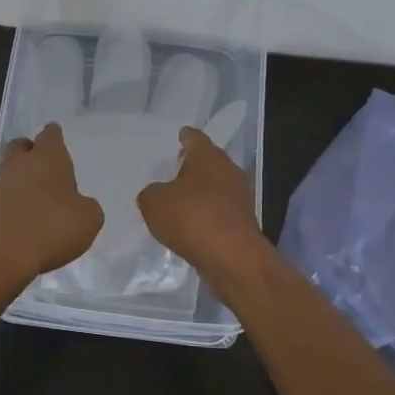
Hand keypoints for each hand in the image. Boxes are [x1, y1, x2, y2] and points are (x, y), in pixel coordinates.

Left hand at [0, 123, 104, 285]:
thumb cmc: (51, 228)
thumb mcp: (89, 220)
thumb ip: (87, 206)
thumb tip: (78, 205)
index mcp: (48, 157)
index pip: (50, 135)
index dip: (54, 136)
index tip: (56, 137)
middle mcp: (19, 164)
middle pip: (21, 147)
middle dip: (31, 151)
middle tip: (44, 165)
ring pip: (9, 172)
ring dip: (21, 182)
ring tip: (38, 201)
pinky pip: (1, 199)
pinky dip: (12, 205)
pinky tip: (23, 222)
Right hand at [138, 126, 265, 273]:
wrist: (232, 257)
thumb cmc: (191, 217)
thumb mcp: (153, 203)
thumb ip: (150, 193)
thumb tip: (156, 194)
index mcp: (208, 156)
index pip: (194, 138)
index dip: (184, 137)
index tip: (178, 137)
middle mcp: (228, 170)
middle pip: (208, 162)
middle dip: (192, 166)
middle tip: (173, 171)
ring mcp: (240, 197)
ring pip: (216, 187)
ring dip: (201, 193)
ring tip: (179, 202)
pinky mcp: (244, 222)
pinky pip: (220, 211)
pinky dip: (207, 215)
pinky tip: (192, 226)